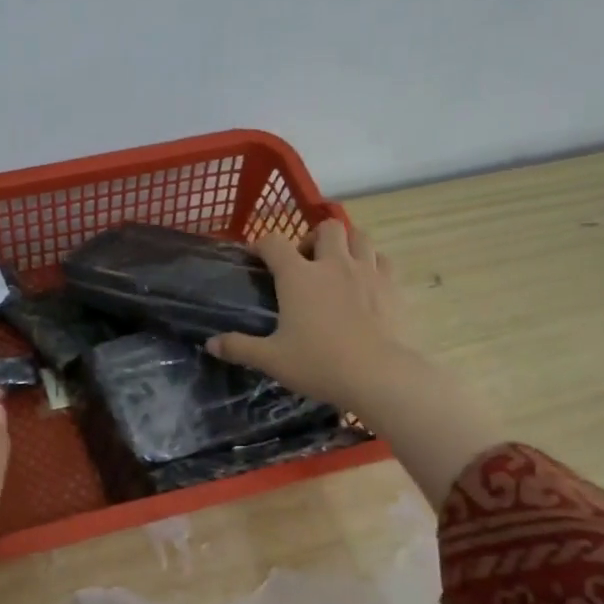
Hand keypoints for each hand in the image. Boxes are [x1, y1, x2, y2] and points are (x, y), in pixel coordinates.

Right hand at [207, 219, 504, 507]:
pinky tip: (367, 281)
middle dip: (313, 238)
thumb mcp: (271, 359)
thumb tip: (210, 344)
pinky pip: (383, 260)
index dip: (263, 244)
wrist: (378, 375)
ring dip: (346, 244)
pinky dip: (373, 263)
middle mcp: (332, 263)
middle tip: (307, 262)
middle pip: (326, 228)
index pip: (274, 243)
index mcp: (298, 276)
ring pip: (359, 236)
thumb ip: (239, 348)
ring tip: (339, 265)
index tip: (258, 256)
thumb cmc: (318, 364)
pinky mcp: (392, 285)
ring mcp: (367, 271)